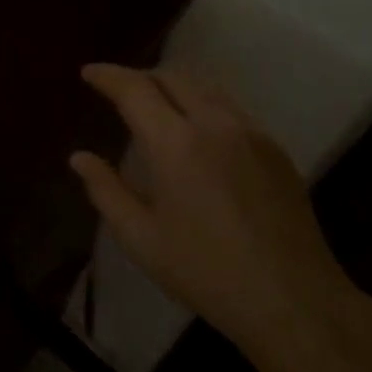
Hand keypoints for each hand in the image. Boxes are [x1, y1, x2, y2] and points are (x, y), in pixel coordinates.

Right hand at [69, 63, 371, 368]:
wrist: (292, 299)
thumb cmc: (205, 272)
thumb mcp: (141, 239)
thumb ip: (105, 191)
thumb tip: (79, 157)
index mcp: (176, 143)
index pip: (135, 88)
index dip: (108, 75)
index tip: (89, 73)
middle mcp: (216, 123)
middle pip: (173, 76)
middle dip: (141, 76)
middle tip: (118, 91)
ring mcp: (251, 132)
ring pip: (206, 87)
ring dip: (174, 86)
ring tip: (155, 105)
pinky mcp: (275, 148)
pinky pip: (231, 108)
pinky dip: (203, 104)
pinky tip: (197, 133)